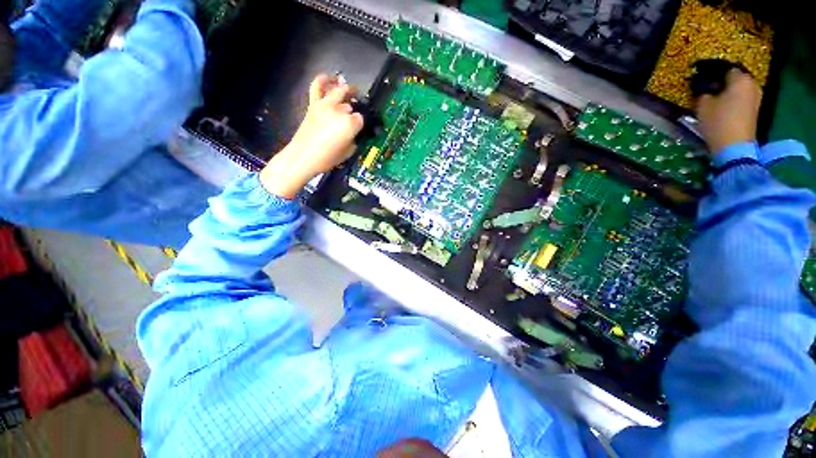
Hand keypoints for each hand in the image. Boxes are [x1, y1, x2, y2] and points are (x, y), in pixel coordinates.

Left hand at [260, 74, 363, 198]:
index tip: (359, 130)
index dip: (361, 124)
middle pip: (350, 105)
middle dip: (355, 108)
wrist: (303, 156)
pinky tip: (329, 78)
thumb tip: (353, 134)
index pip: (361, 119)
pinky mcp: (314, 104)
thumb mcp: (348, 153)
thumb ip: (353, 140)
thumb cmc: (328, 158)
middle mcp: (339, 111)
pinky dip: (323, 80)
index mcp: (350, 124)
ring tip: (350, 91)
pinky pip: (318, 86)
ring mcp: (326, 105)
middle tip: (357, 111)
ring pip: (338, 91)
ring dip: (346, 90)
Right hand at [696, 69, 761, 154]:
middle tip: (707, 87)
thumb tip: (704, 87)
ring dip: (728, 90)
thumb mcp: (703, 105)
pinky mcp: (755, 109)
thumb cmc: (718, 122)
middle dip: (722, 81)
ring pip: (739, 88)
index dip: (712, 71)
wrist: (734, 146)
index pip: (725, 68)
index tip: (700, 76)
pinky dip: (733, 98)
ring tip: (714, 97)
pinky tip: (723, 105)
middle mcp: (751, 83)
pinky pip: (742, 97)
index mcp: (740, 78)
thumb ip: (703, 92)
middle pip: (735, 77)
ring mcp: (756, 97)